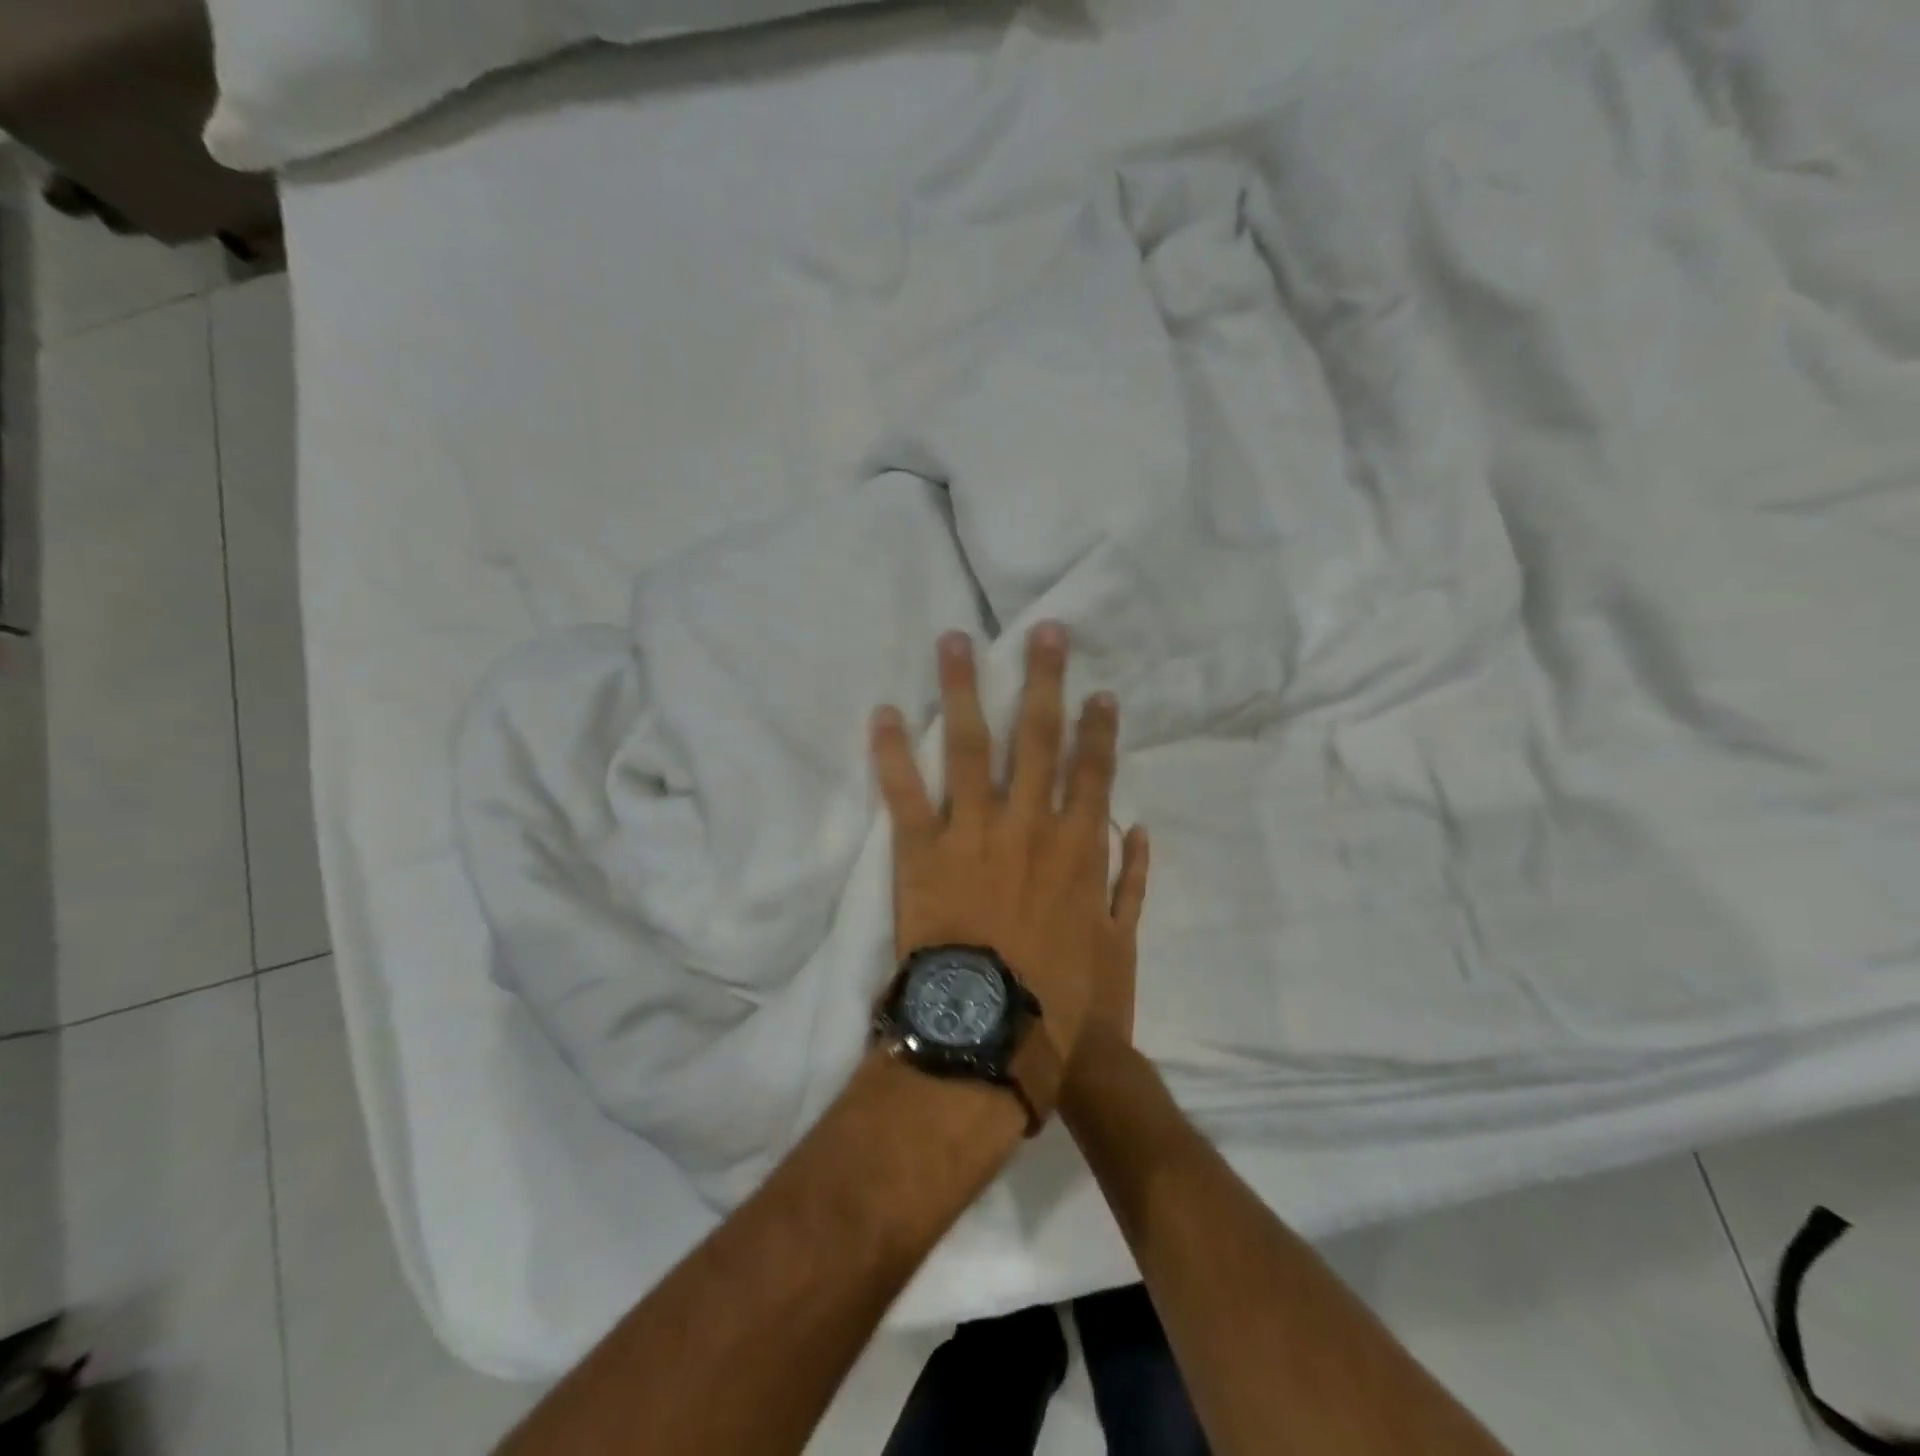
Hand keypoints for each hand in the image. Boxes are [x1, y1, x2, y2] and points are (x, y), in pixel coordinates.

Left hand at [870, 624, 1150, 1068]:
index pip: (1092, 771)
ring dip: (962, 689)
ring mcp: (972, 830)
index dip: (1098, 729)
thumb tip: (1132, 830)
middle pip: (1037, 737)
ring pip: (969, 745)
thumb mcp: (1110, 943)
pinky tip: (882, 712)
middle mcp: (1028, 822)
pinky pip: (904, 792)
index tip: (1099, 692)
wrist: (989, 1030)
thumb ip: (1125, 884)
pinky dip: (891, 752)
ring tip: (955, 641)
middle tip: (1044, 633)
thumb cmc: (1056, 995)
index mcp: (1075, 846)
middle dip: (1043, 680)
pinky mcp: (921, 849)